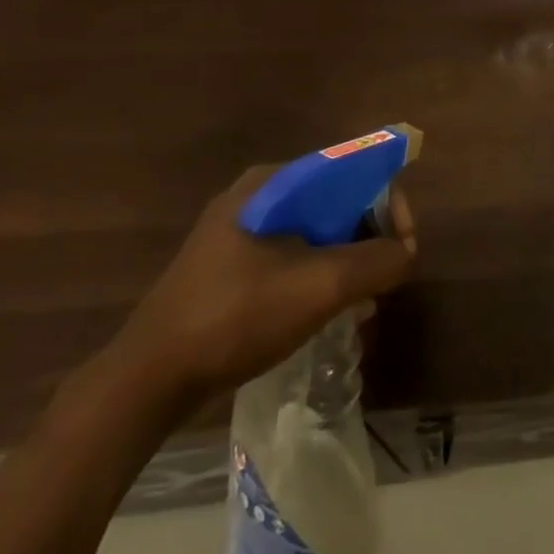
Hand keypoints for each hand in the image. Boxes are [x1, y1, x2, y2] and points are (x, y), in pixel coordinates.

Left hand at [109, 166, 416, 405]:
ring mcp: (241, 232)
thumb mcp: (321, 287)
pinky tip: (333, 312)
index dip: (390, 205)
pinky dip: (323, 277)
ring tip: (365, 303)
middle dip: (372, 239)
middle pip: (338, 201)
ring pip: (319, 232)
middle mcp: (259, 196)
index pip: (355, 171)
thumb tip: (407, 252)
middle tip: (387, 280)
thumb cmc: (236, 318)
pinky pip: (296, 256)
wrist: (146, 382)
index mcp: (274, 183)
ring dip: (351, 262)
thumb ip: (379, 261)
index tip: (405, 248)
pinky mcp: (232, 266)